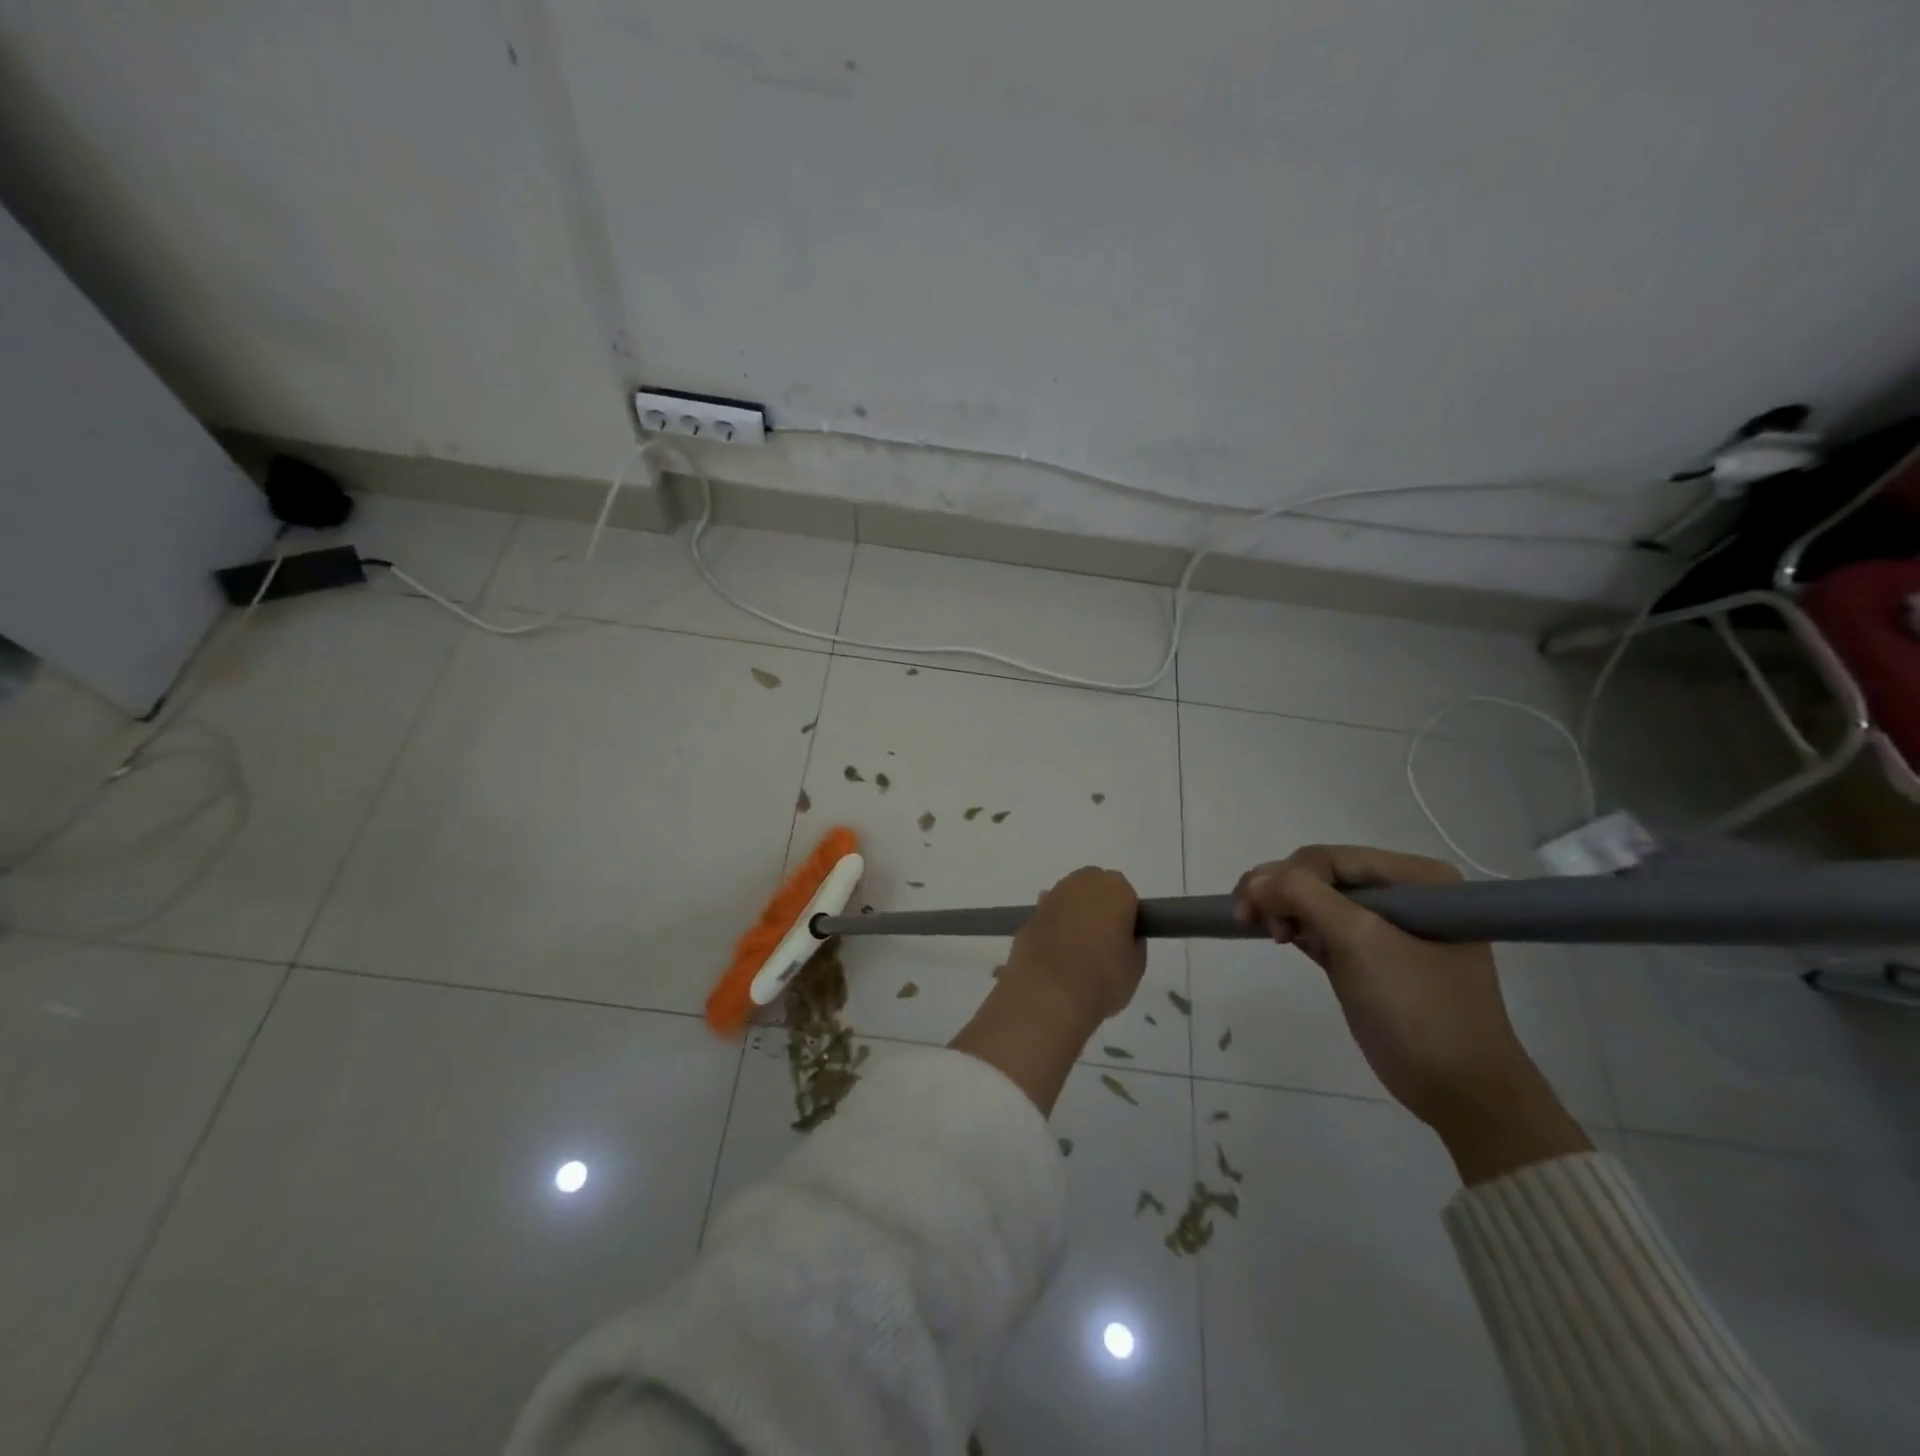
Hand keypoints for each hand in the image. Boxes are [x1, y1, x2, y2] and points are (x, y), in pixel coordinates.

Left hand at [1004, 866, 1146, 1027]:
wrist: (1047, 992)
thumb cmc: (1102, 978)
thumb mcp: (1136, 967)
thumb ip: (1133, 942)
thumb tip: (1123, 936)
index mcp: (1115, 889)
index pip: (1126, 895)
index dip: (1126, 916)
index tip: (1124, 939)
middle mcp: (1082, 883)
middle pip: (1095, 888)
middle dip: (1098, 907)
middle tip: (1102, 942)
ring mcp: (1052, 896)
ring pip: (1070, 899)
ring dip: (1074, 915)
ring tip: (1076, 950)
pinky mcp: (1030, 914)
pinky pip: (1050, 915)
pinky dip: (1053, 927)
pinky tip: (1055, 951)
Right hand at [1235, 845, 1588, 1182]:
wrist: (1460, 1092)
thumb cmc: (1418, 1009)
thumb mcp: (1361, 942)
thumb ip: (1304, 897)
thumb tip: (1253, 880)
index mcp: (1417, 879)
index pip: (1332, 858)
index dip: (1286, 876)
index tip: (1253, 909)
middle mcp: (1403, 893)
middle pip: (1320, 875)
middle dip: (1280, 891)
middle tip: (1246, 918)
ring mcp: (1385, 926)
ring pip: (1315, 900)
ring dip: (1282, 908)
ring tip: (1264, 931)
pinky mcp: (1367, 957)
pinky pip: (1320, 926)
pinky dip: (1295, 928)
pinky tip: (1280, 938)